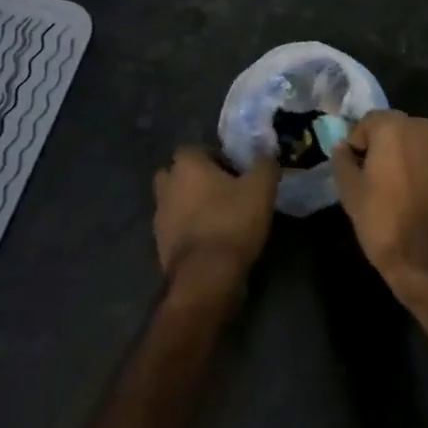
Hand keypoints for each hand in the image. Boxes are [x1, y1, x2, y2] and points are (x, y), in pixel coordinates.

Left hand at [153, 148, 279, 290]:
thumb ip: (265, 164)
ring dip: (190, 206)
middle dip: (196, 180)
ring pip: (174, 202)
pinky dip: (188, 231)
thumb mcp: (261, 189)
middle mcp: (166, 186)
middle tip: (222, 192)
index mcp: (186, 165)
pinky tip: (210, 241)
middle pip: (178, 175)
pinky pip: (175, 229)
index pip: (195, 150)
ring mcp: (159, 217)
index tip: (234, 173)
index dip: (215, 158)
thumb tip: (267, 152)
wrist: (206, 277)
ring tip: (218, 218)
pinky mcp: (159, 246)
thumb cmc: (231, 222)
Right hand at [329, 111, 427, 292]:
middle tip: (370, 178)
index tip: (353, 170)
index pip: (367, 122)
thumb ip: (342, 161)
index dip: (356, 144)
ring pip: (413, 144)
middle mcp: (422, 127)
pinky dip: (419, 169)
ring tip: (392, 189)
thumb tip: (342, 147)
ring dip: (401, 157)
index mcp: (394, 126)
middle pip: (393, 129)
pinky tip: (413, 196)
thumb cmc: (384, 221)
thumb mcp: (350, 192)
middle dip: (380, 147)